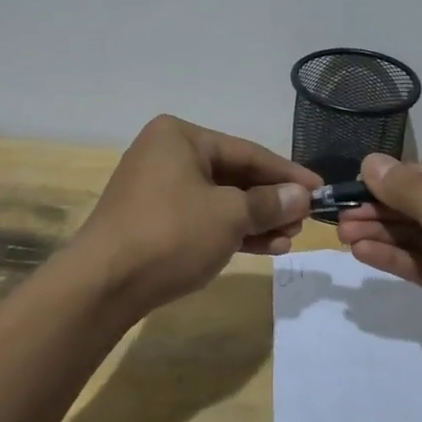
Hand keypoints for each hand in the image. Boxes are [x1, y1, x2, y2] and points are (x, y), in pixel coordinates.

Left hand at [74, 115, 319, 321]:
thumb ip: (269, 203)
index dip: (286, 173)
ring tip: (288, 239)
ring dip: (255, 220)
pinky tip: (264, 248)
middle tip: (303, 221)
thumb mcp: (229, 215)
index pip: (247, 152)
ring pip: (219, 201)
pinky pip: (202, 219)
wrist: (103, 285)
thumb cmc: (170, 234)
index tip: (319, 189)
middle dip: (270, 201)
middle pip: (233, 175)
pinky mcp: (153, 222)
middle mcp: (166, 155)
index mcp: (180, 136)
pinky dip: (231, 232)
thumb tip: (301, 196)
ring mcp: (157, 190)